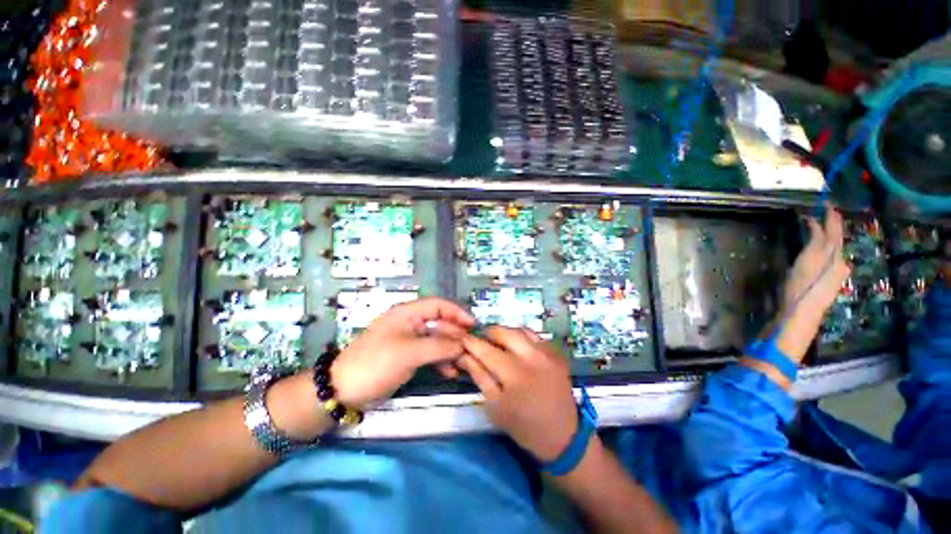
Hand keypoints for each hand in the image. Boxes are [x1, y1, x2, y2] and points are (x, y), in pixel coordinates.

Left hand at [331, 298, 474, 407]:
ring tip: (463, 363)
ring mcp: (409, 340)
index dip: (457, 312)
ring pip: (436, 339)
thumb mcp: (409, 353)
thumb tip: (463, 344)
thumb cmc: (376, 364)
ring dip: (450, 350)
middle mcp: (410, 322)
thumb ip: (439, 346)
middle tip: (471, 349)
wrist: (342, 390)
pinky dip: (441, 360)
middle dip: (456, 335)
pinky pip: (430, 353)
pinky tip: (450, 372)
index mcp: (408, 313)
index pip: (438, 305)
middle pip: (440, 323)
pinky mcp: (407, 355)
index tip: (473, 326)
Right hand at [459, 327, 577, 461]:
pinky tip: (517, 346)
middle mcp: (532, 357)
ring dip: (505, 332)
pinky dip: (522, 336)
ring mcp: (547, 353)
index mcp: (514, 374)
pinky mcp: (556, 354)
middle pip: (505, 332)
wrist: (562, 436)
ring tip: (497, 341)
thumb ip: (480, 376)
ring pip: (520, 330)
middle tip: (480, 338)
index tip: (462, 338)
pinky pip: (535, 336)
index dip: (472, 342)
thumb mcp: (495, 406)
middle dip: (489, 332)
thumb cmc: (524, 426)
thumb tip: (465, 356)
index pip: (487, 350)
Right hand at [782, 204, 851, 319]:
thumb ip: (813, 242)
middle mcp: (839, 262)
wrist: (802, 314)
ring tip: (826, 226)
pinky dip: (828, 247)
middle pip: (837, 239)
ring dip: (831, 236)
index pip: (833, 232)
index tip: (826, 204)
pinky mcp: (828, 281)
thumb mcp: (804, 262)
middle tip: (828, 211)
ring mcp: (835, 273)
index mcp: (834, 256)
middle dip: (833, 225)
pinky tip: (823, 247)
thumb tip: (815, 224)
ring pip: (836, 248)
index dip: (829, 217)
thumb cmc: (800, 287)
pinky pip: (831, 257)